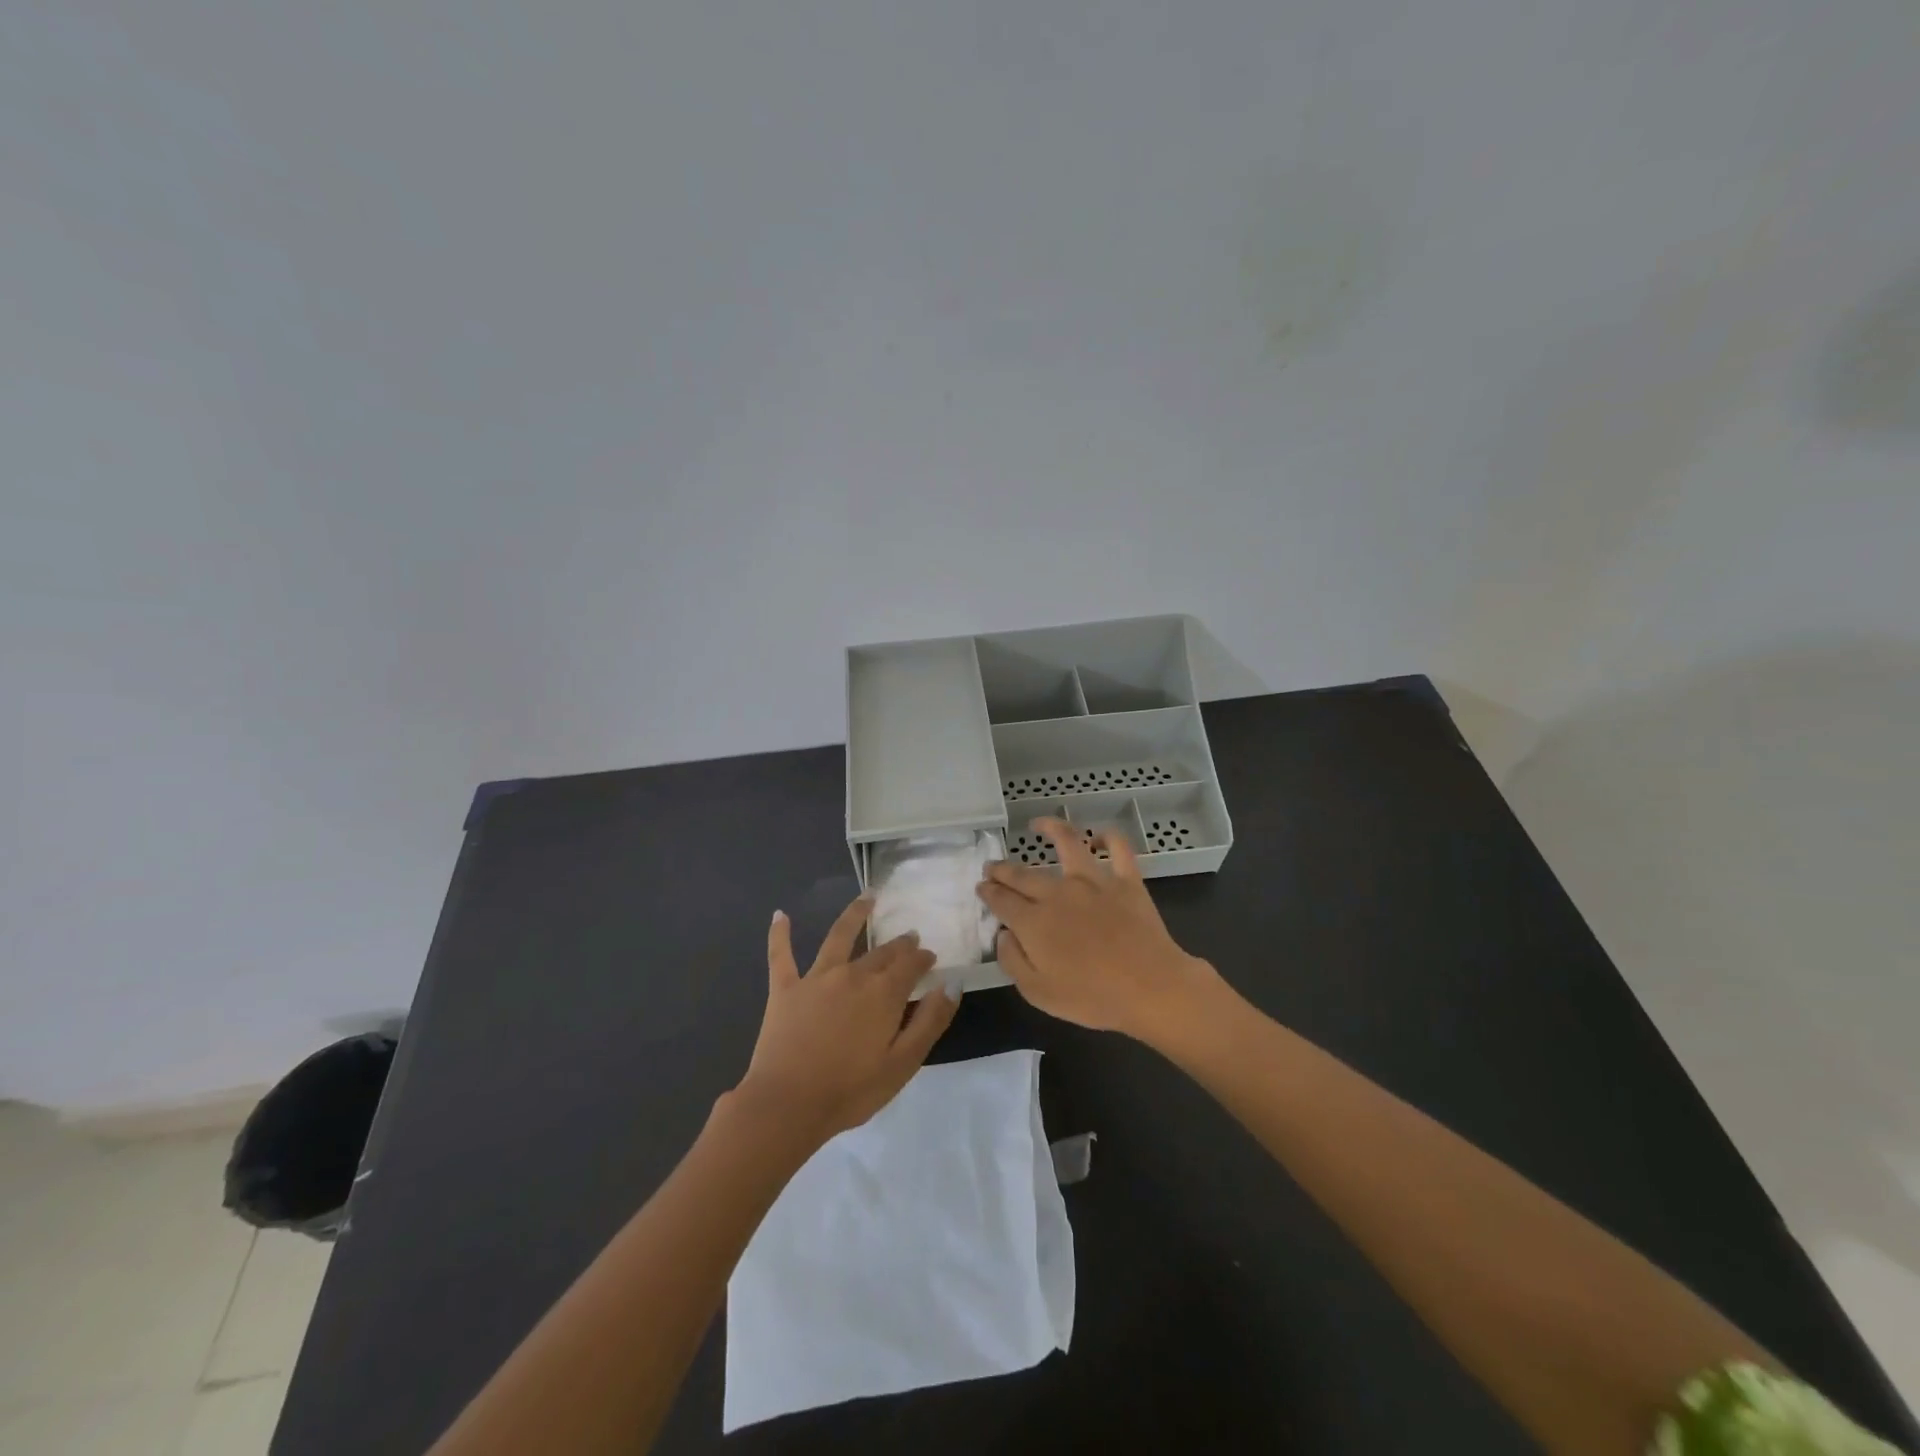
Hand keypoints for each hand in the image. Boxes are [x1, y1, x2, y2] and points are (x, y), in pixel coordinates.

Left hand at [733, 896, 957, 1144]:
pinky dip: (780, 934)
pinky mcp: (784, 989)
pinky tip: (780, 915)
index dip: (923, 958)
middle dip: (899, 944)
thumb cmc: (851, 1090)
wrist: (787, 1105)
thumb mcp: (903, 1063)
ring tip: (867, 897)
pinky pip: (781, 955)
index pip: (911, 965)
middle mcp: (852, 974)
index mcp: (883, 993)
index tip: (930, 957)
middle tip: (909, 937)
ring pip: (838, 936)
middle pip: (881, 952)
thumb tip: (953, 984)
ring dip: (855, 914)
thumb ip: (930, 1021)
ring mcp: (816, 978)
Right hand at [976, 818, 1218, 1040]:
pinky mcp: (1126, 880)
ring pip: (1068, 842)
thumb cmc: (1092, 998)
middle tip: (993, 866)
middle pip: (1023, 874)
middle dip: (1003, 869)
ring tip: (1038, 824)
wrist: (1150, 988)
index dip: (988, 893)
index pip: (1001, 900)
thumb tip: (1003, 934)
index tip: (982, 888)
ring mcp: (1094, 881)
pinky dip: (1108, 837)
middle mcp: (1058, 892)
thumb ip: (1013, 961)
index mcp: (1033, 921)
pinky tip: (1098, 836)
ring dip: (1050, 829)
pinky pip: (1118, 848)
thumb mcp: (1038, 993)